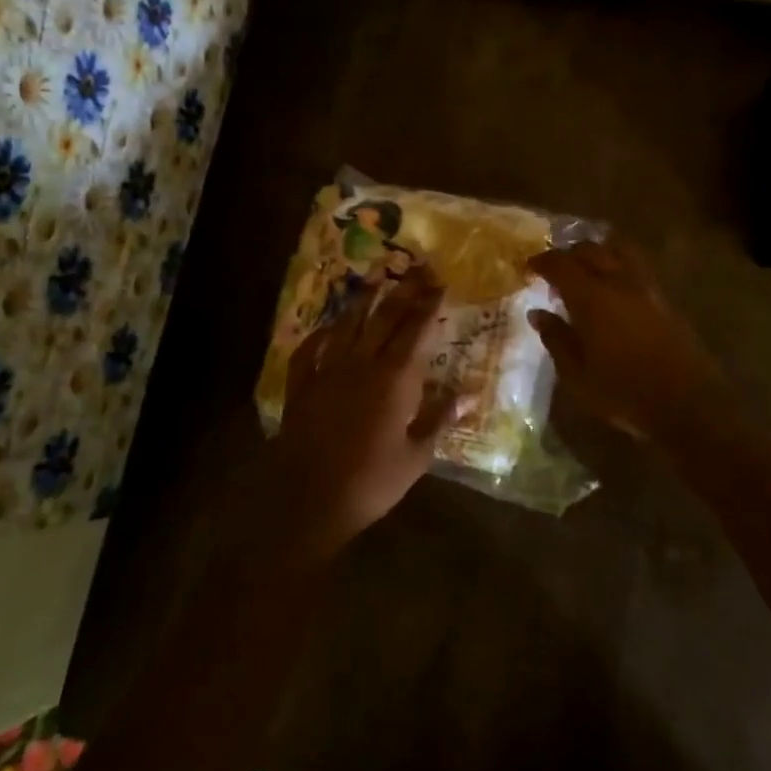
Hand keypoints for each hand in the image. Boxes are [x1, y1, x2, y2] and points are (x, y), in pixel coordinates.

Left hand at [269, 269, 453, 558]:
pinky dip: (322, 333)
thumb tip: (468, 393)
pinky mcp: (301, 386)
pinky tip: (329, 326)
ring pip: (347, 324)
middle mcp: (362, 364)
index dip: (430, 304)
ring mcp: (328, 371)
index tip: (440, 282)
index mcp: (395, 379)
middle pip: (385, 318)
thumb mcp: (416, 457)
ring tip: (376, 280)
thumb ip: (440, 420)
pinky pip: (310, 350)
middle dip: (404, 291)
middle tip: (417, 269)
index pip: (417, 330)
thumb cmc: (371, 482)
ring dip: (364, 300)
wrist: (308, 501)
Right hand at [528, 237, 730, 445]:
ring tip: (586, 270)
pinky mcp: (664, 299)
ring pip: (618, 251)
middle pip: (590, 250)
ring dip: (597, 253)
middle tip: (554, 271)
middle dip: (568, 254)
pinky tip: (613, 288)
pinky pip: (636, 267)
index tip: (528, 269)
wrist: (687, 404)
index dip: (541, 262)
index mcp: (592, 298)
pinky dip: (618, 265)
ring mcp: (646, 288)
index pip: (560, 264)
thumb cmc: (623, 393)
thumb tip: (538, 313)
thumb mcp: (577, 375)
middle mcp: (619, 282)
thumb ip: (556, 339)